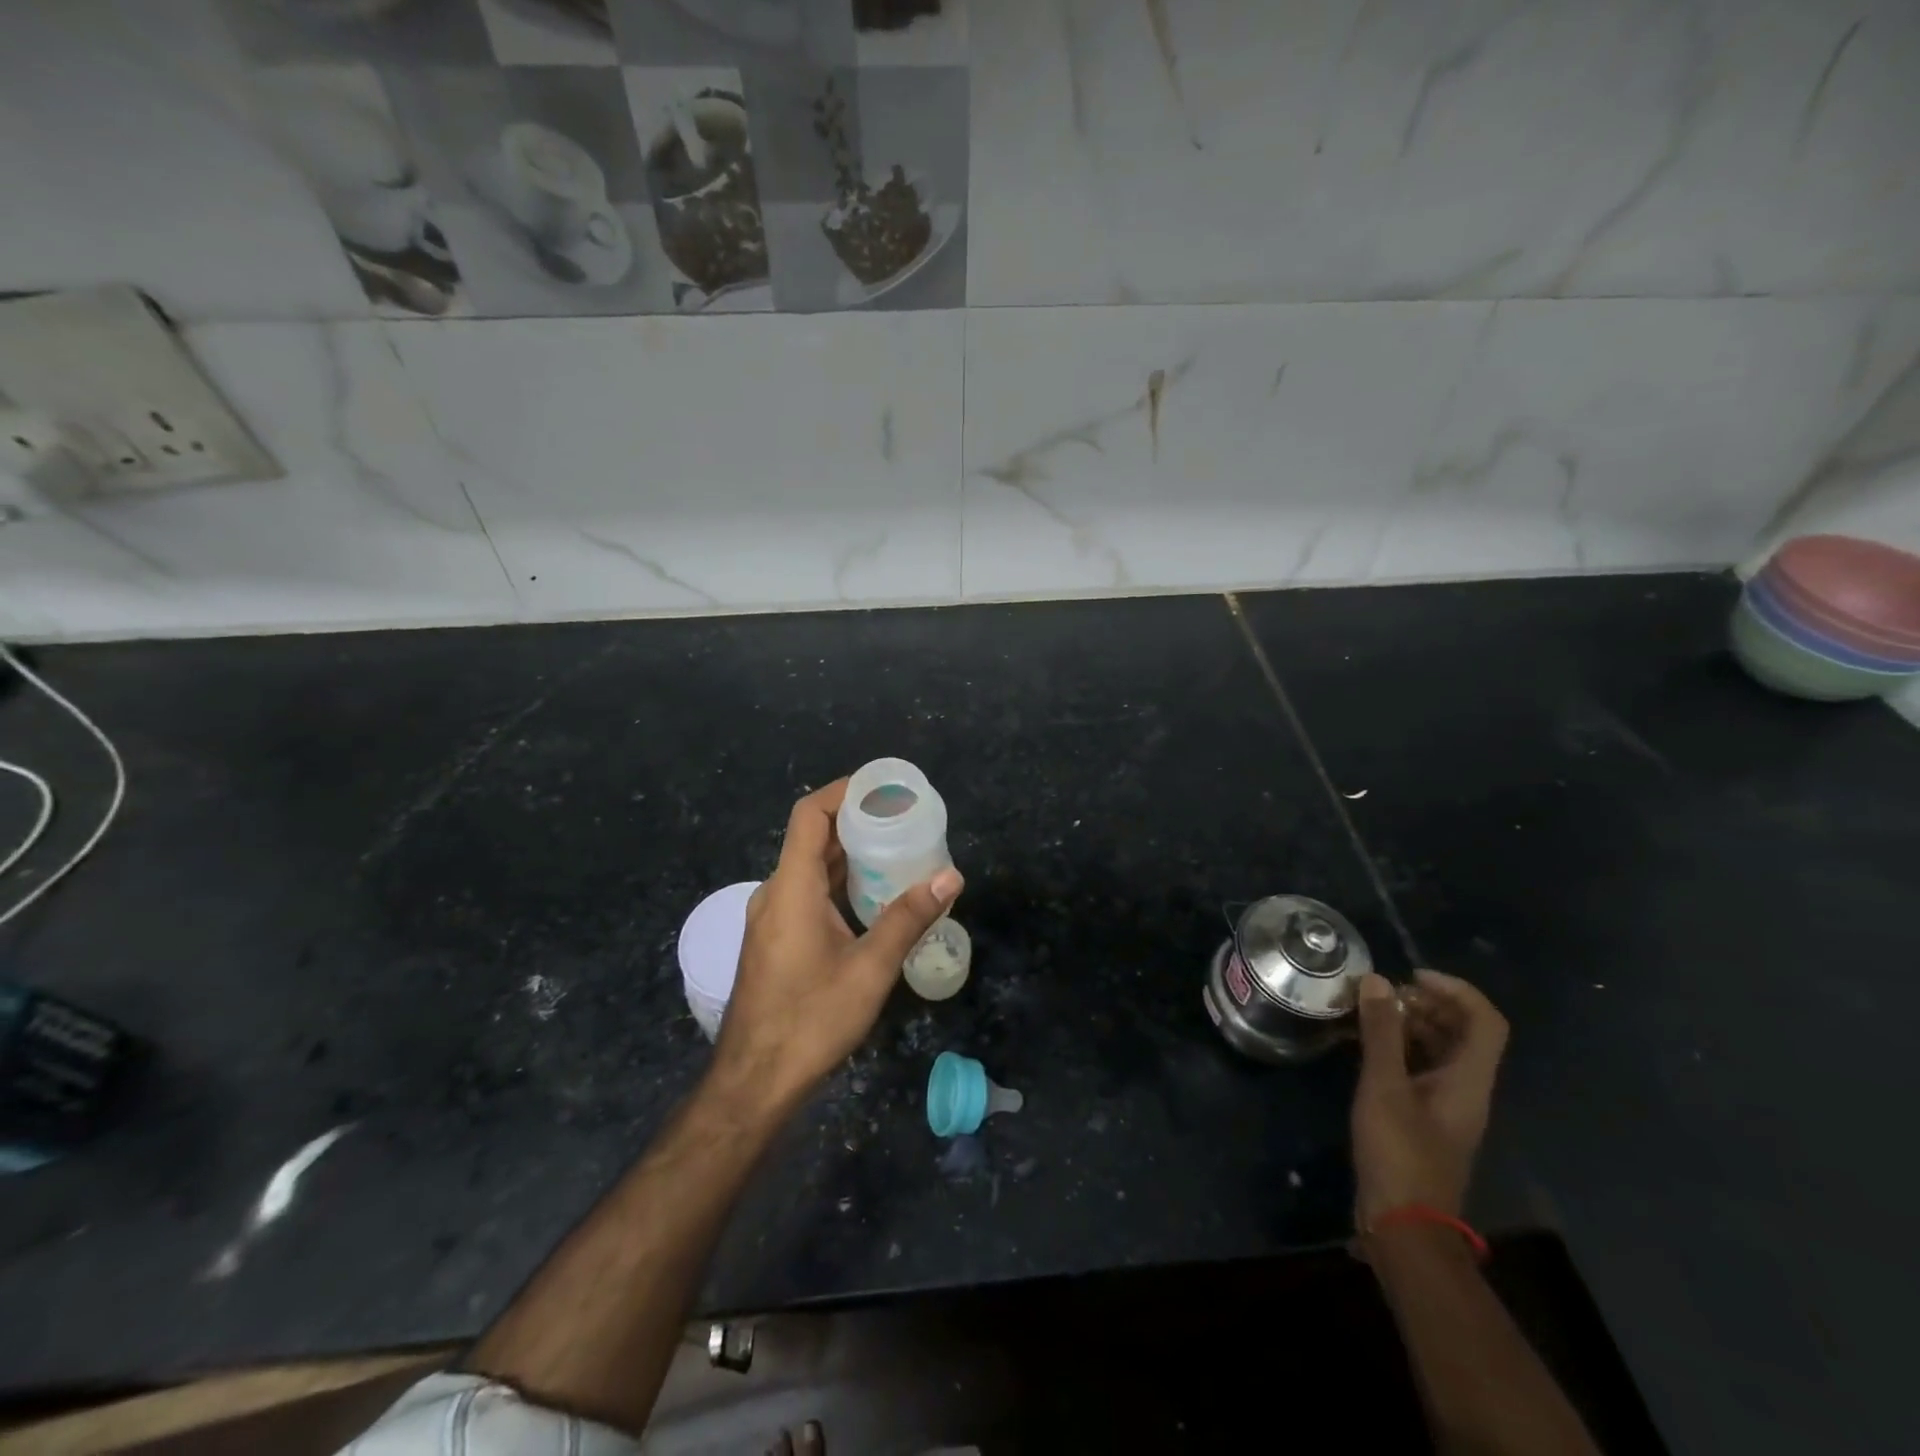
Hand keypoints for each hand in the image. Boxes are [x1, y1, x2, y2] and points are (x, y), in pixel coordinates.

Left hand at [712, 778, 963, 1115]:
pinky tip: (873, 898)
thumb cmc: (811, 1020)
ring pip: (811, 869)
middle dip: (857, 823)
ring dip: (850, 856)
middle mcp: (775, 893)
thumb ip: (908, 918)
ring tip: (897, 852)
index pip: (810, 815)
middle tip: (904, 820)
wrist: (755, 1082)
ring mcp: (771, 918)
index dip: (843, 791)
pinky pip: (807, 894)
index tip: (883, 787)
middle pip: (813, 838)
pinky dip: (839, 883)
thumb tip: (951, 876)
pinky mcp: (775, 940)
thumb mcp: (870, 968)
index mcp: (791, 887)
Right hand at [1351, 969, 1507, 1228]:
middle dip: (1427, 1003)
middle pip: (1463, 1032)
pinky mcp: (1425, 1119)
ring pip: (1440, 1050)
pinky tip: (1364, 1046)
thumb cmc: (1399, 1153)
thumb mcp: (1384, 1087)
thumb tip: (1377, 980)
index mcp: (1469, 1080)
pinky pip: (1420, 1069)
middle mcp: (1466, 1089)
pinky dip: (1398, 1048)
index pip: (1485, 1021)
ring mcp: (1446, 1106)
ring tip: (1368, 1012)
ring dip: (1410, 1024)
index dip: (1455, 990)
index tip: (1410, 977)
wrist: (1404, 1225)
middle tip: (1382, 993)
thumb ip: (1381, 1032)